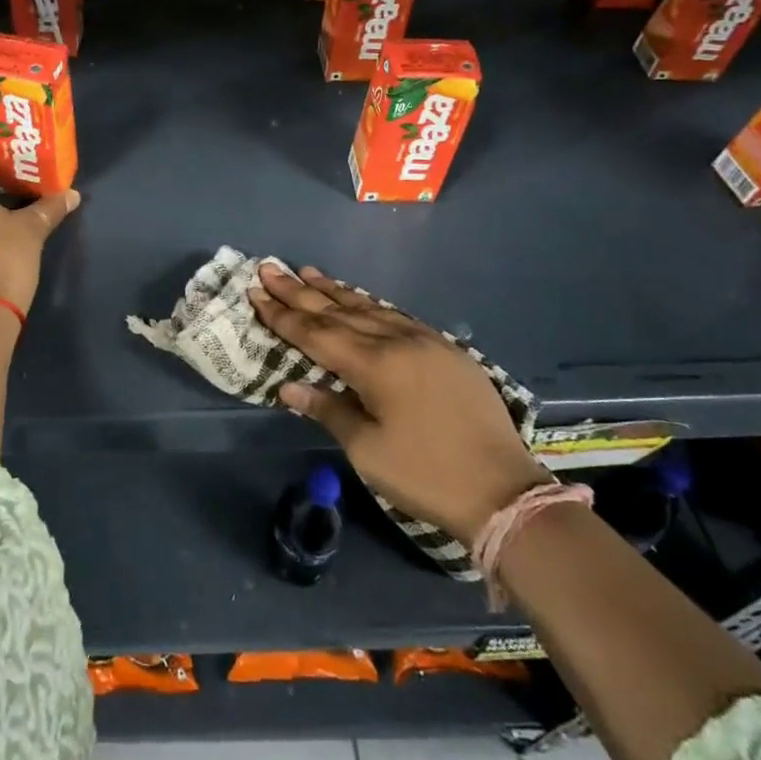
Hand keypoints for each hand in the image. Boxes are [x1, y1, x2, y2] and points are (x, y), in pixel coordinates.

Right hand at [249, 263, 548, 545]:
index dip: (282, 315)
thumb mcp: (368, 451)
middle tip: (271, 268)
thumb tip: (288, 387)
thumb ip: (328, 410)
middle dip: (300, 292)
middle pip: (338, 311)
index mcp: (374, 365)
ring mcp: (424, 341)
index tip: (256, 291)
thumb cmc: (426, 475)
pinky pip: (395, 315)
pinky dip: (369, 304)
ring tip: (308, 272)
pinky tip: (358, 299)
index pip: (316, 333)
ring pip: (369, 307)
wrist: (504, 491)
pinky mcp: (445, 349)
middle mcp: (396, 341)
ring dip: (334, 291)